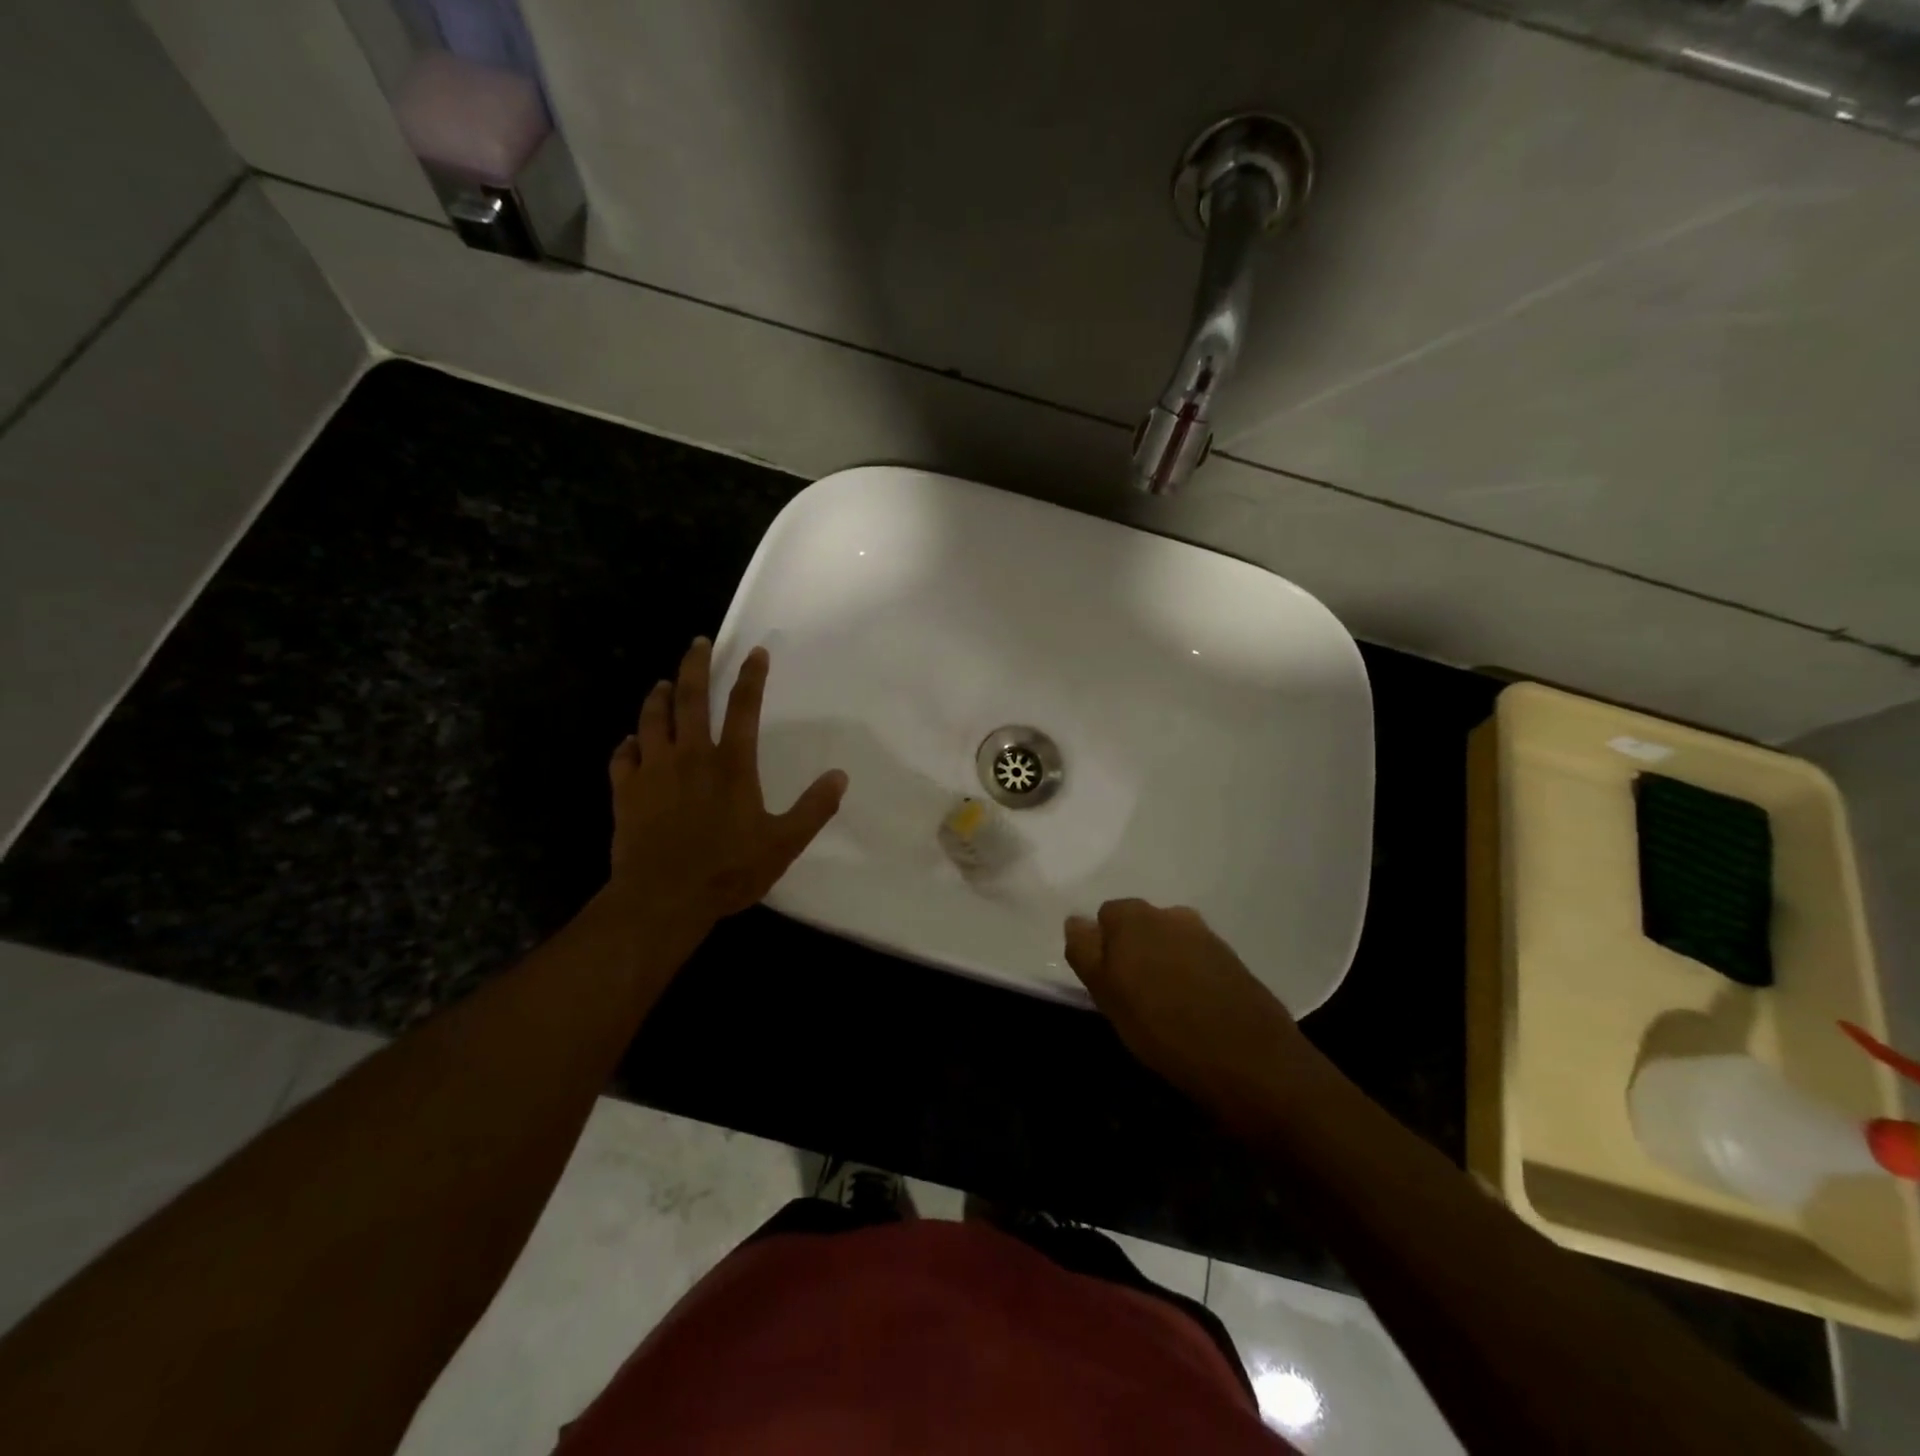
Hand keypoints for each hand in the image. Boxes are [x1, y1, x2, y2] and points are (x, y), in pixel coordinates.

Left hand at [606, 638, 846, 933]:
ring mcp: (653, 772)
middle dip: (695, 665)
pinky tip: (630, 742)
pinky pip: (623, 758)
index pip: (744, 707)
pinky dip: (628, 745)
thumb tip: (840, 776)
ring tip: (663, 684)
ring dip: (658, 697)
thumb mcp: (784, 843)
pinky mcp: (626, 792)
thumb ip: (814, 808)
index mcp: (731, 764)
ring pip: (651, 720)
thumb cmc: (727, 870)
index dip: (751, 676)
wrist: (662, 898)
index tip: (755, 651)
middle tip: (698, 643)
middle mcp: (690, 756)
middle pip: (690, 699)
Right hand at [1064, 899, 1309, 1123]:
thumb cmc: (1162, 1028)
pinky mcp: (1233, 960)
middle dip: (1134, 950)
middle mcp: (1171, 915)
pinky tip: (1194, 1008)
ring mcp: (1206, 936)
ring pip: (1169, 940)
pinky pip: (1197, 959)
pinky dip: (1190, 975)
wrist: (1249, 1060)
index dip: (1103, 947)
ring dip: (1163, 961)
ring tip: (1165, 1004)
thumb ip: (1086, 952)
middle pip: (1139, 924)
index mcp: (1134, 917)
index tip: (1107, 981)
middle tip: (1133, 994)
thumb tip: (1077, 921)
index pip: (1106, 916)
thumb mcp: (1107, 994)